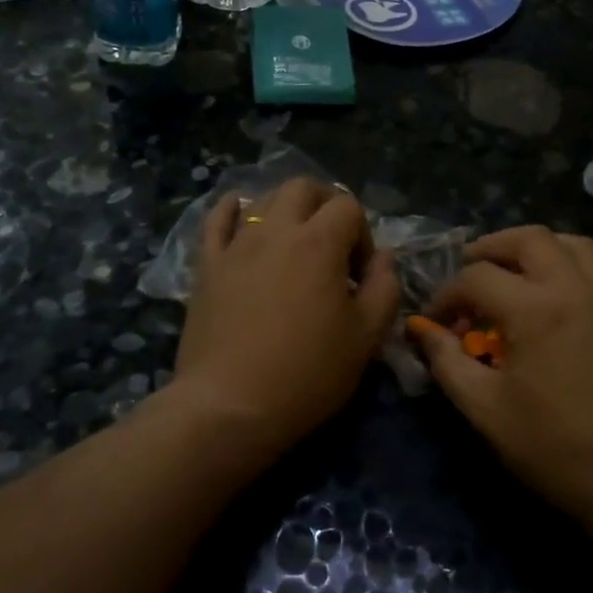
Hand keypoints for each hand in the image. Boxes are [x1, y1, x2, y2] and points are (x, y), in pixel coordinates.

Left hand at [174, 179, 400, 452]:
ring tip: (294, 240)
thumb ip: (384, 287)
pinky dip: (234, 209)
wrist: (230, 405)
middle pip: (303, 188)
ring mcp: (236, 244)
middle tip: (333, 244)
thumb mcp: (366, 337)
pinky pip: (216, 220)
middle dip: (325, 205)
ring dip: (286, 208)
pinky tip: (242, 213)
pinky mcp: (207, 265)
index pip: (348, 207)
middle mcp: (275, 230)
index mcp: (319, 243)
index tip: (359, 275)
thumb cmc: (307, 373)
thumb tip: (382, 258)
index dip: (362, 234)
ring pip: (263, 198)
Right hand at [410, 226, 592, 531]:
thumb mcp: (487, 410)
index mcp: (535, 308)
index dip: (446, 295)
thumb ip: (448, 363)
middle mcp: (576, 288)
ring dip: (538, 248)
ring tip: (517, 271)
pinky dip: (575, 272)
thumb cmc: (556, 448)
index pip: (476, 277)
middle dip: (491, 247)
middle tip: (470, 268)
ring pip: (574, 244)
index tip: (435, 322)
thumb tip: (423, 331)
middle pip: (530, 238)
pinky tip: (563, 302)